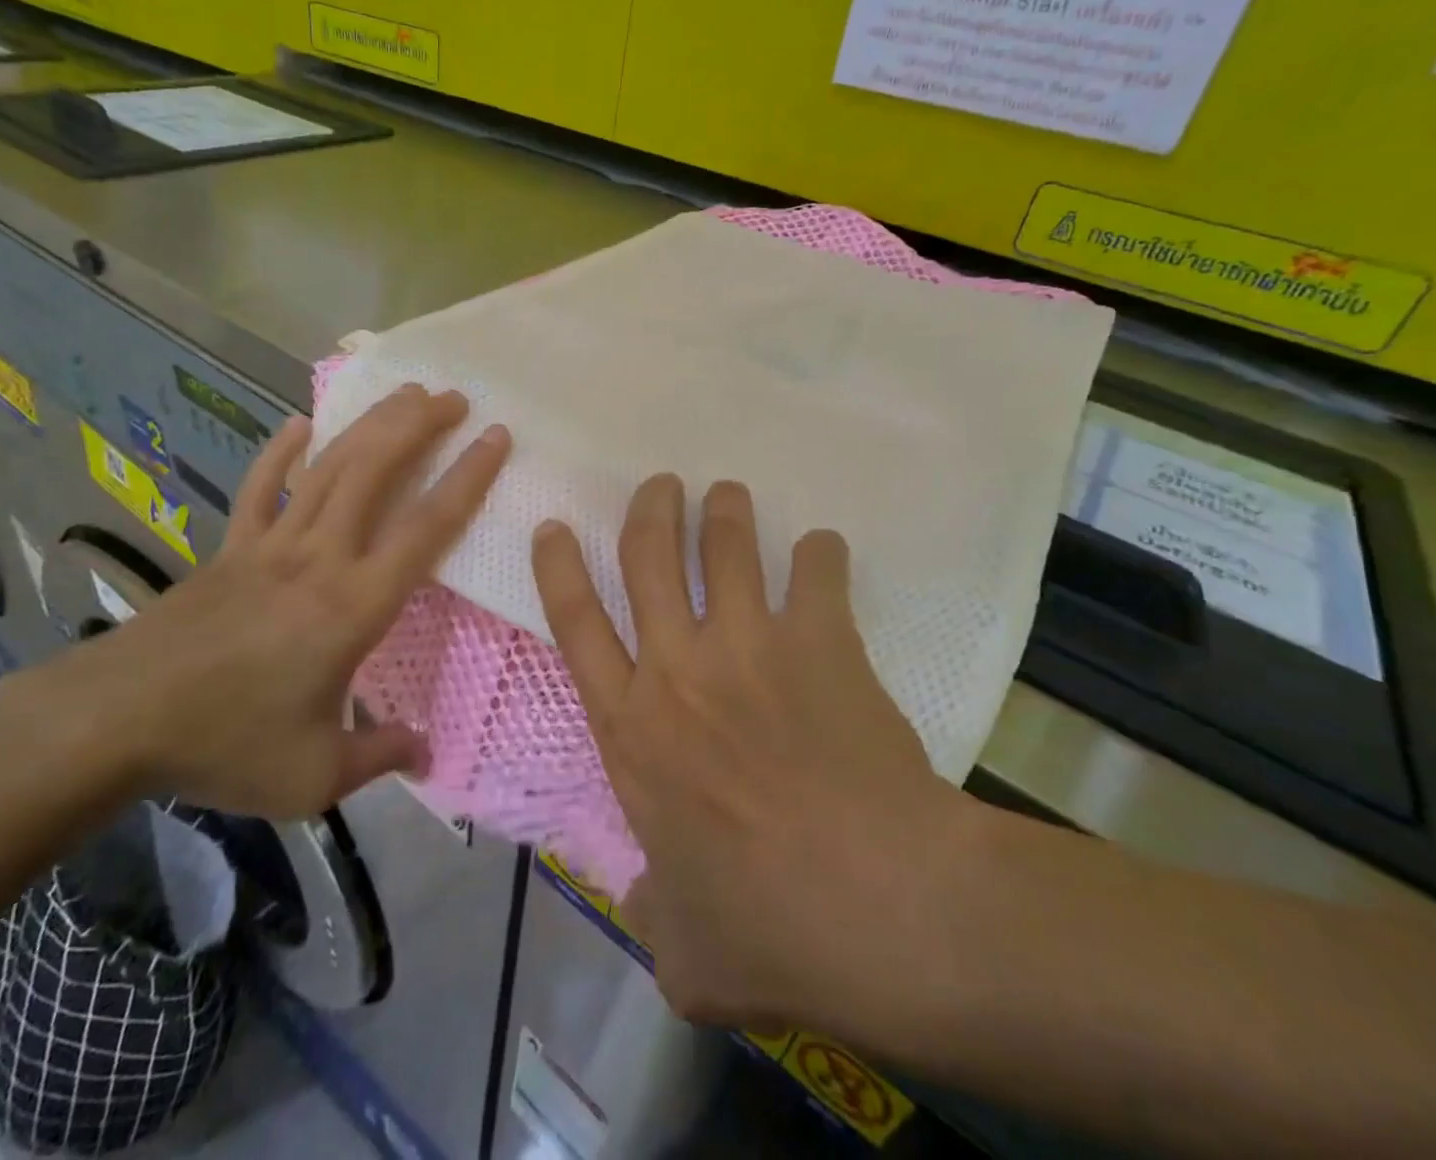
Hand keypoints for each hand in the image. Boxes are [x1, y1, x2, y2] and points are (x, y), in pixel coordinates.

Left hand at [81, 385, 509, 818]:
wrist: (116, 720)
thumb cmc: (226, 743)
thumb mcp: (314, 776)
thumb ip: (379, 756)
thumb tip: (427, 752)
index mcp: (355, 604)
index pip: (426, 528)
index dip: (467, 478)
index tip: (495, 437)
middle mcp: (321, 557)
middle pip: (376, 472)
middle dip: (418, 426)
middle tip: (453, 397)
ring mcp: (271, 544)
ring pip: (330, 467)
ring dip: (370, 425)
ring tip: (403, 394)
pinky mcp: (231, 547)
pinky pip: (261, 486)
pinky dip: (281, 451)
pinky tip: (299, 423)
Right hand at [532, 476, 975, 1034]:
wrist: (881, 905)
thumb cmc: (769, 929)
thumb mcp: (685, 950)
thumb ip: (652, 914)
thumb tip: (640, 902)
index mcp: (632, 730)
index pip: (575, 626)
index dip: (559, 569)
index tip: (554, 527)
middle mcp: (679, 671)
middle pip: (646, 559)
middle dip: (648, 510)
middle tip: (659, 484)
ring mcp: (748, 646)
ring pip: (724, 547)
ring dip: (724, 512)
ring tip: (727, 493)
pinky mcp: (818, 642)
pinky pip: (816, 572)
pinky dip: (819, 553)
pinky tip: (823, 548)